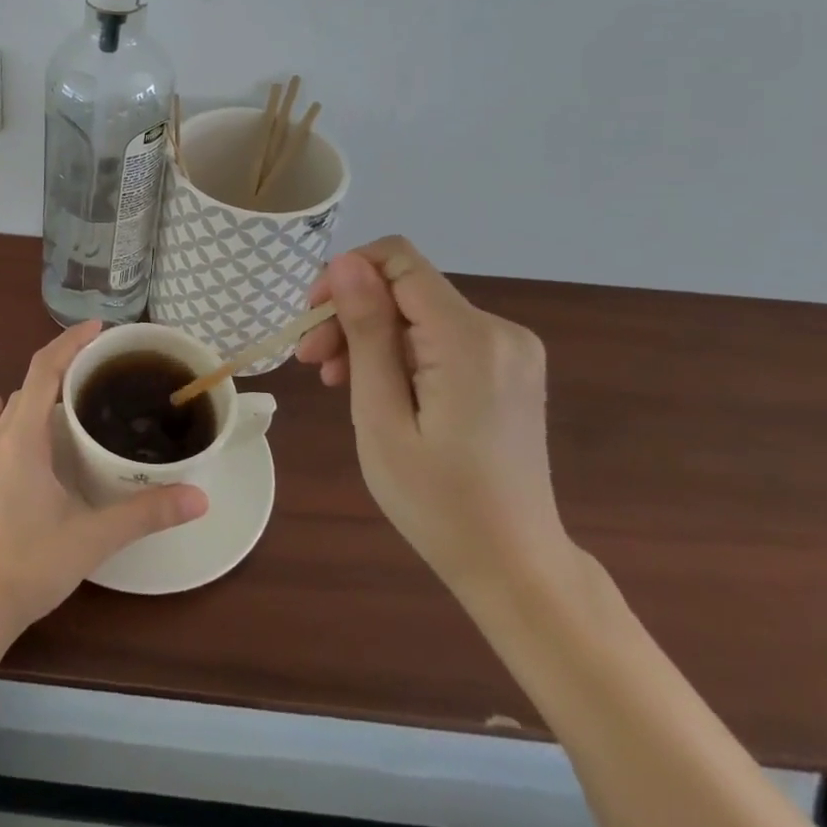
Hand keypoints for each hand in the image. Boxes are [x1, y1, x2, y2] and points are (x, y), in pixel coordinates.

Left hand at [0, 320, 207, 645]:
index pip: (45, 369)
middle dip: (64, 361)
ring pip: (15, 403)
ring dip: (43, 386)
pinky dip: (15, 409)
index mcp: (23, 437)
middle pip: (30, 380)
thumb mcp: (94, 537)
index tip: (100, 328)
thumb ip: (146, 513)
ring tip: (78, 387)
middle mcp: (1, 437)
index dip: (70, 342)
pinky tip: (15, 411)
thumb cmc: (30, 564)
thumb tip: (200, 496)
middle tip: (103, 361)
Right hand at [296, 238, 570, 596]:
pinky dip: (399, 352)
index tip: (311, 319)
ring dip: (369, 336)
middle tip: (311, 362)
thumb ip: (366, 331)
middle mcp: (499, 329)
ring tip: (333, 380)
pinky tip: (374, 386)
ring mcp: (508, 348)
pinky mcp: (506, 366)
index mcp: (470, 338)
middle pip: (405, 289)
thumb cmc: (437, 501)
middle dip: (351, 314)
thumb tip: (345, 261)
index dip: (346, 275)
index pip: (398, 260)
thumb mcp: (381, 415)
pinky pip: (438, 336)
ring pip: (417, 312)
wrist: (515, 566)